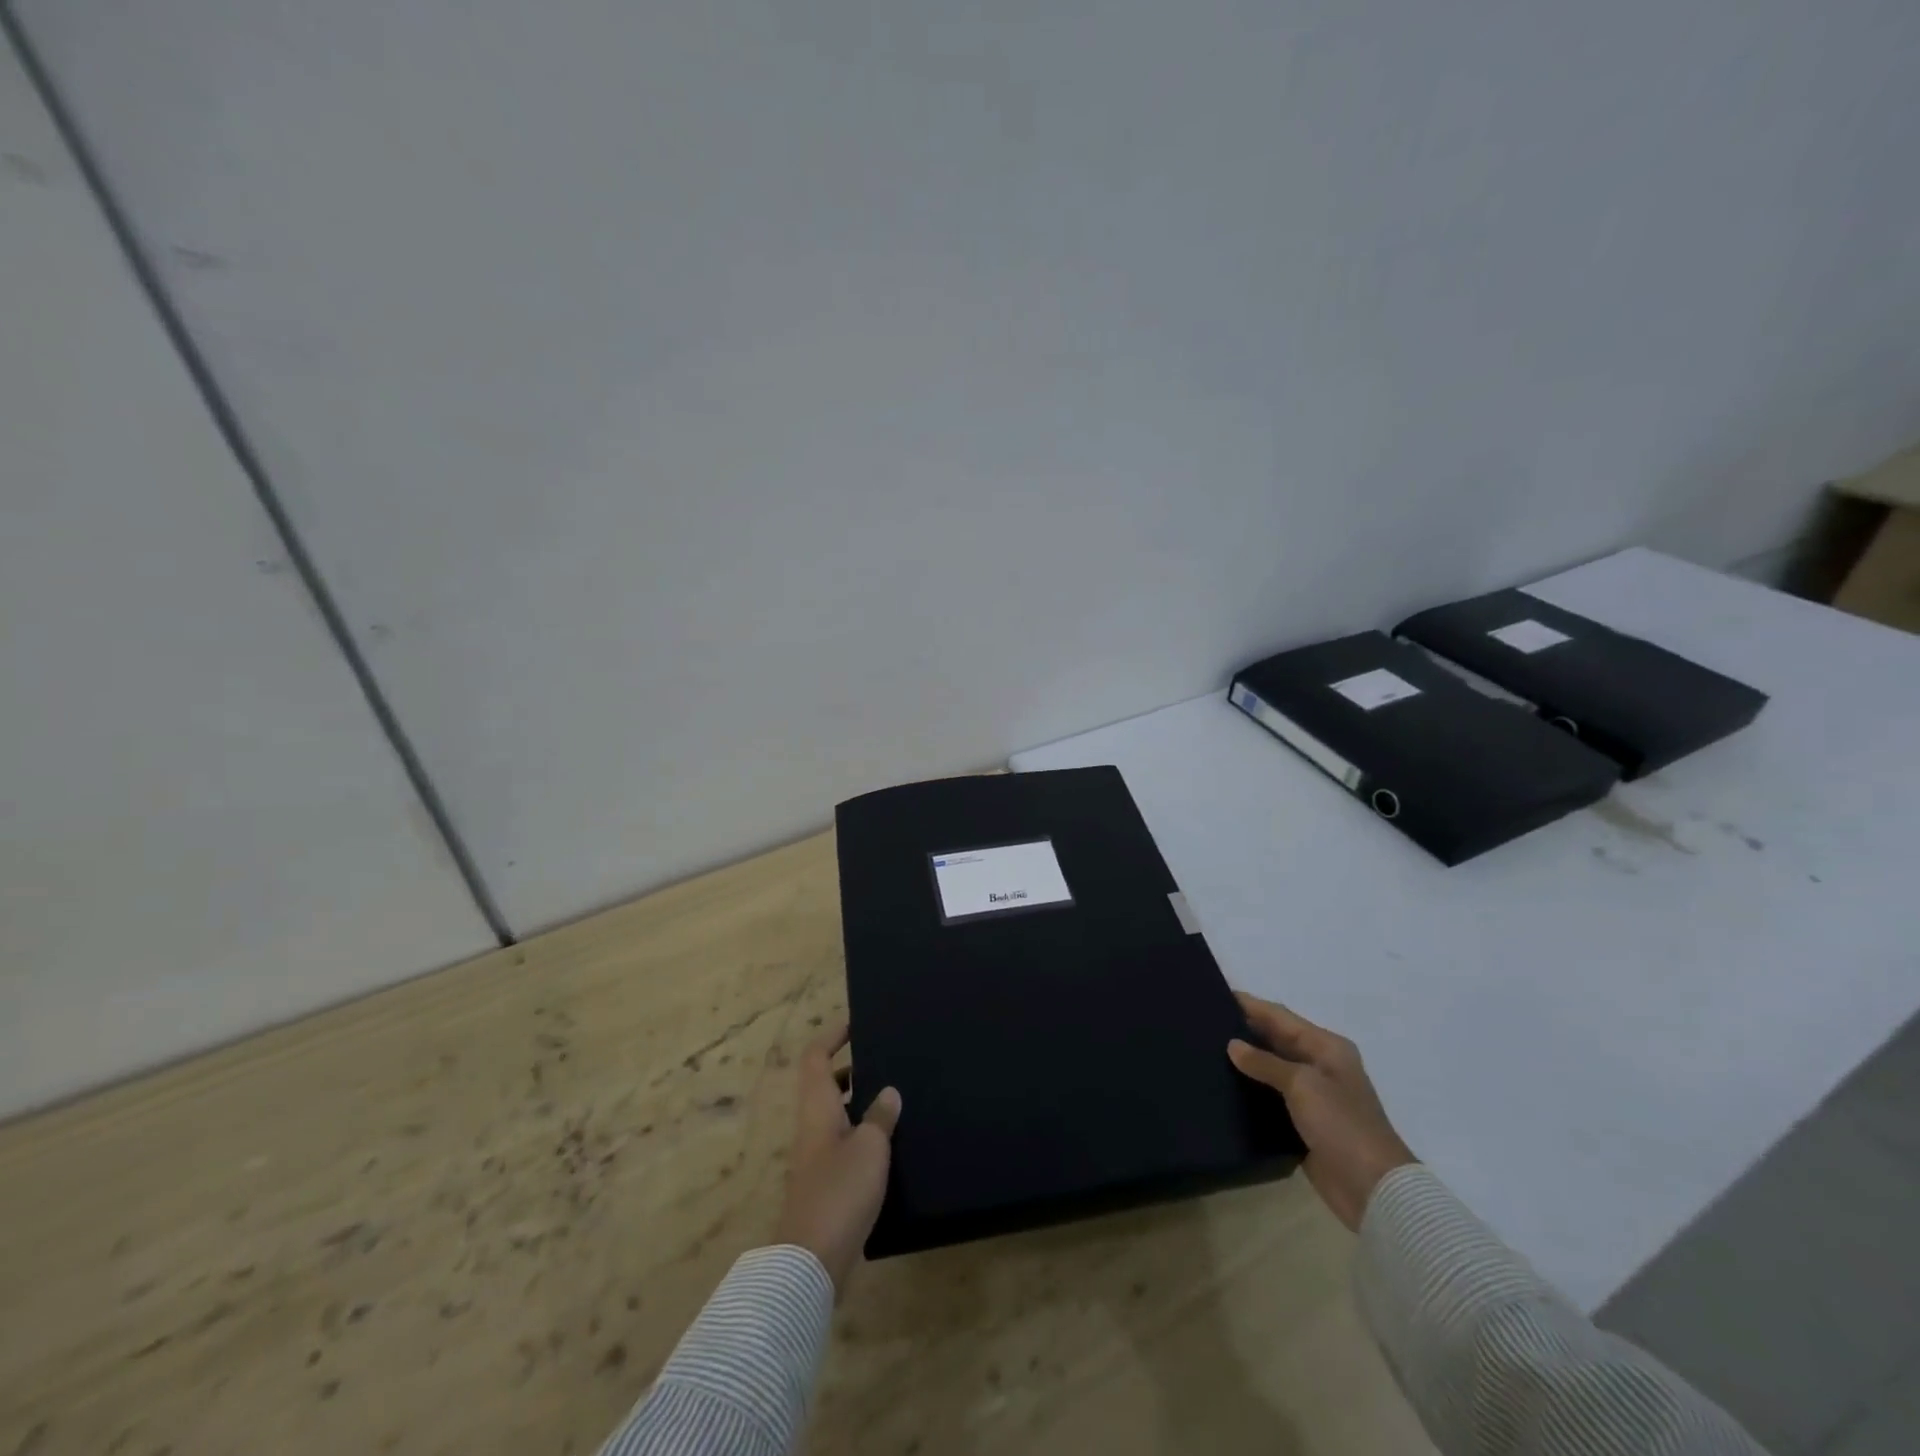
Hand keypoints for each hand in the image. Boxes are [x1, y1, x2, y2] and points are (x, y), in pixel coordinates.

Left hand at [772, 1024, 901, 1294]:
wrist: (812, 1261)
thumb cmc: (839, 1191)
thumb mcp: (870, 1146)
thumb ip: (880, 1115)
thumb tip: (888, 1091)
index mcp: (817, 1108)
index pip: (816, 1057)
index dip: (832, 1036)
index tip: (856, 1024)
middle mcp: (812, 1126)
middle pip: (825, 1085)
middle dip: (853, 1069)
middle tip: (886, 1062)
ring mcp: (817, 1157)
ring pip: (836, 1115)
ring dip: (861, 1103)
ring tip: (896, 1099)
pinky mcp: (826, 1184)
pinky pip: (844, 1143)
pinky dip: (863, 1134)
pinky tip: (891, 1144)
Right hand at [1227, 993, 1415, 1230]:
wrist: (1373, 1189)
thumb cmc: (1342, 1125)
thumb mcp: (1302, 1084)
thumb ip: (1265, 1062)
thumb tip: (1233, 1045)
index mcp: (1327, 1047)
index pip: (1281, 1017)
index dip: (1251, 1005)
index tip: (1216, 994)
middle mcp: (1320, 1065)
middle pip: (1276, 1039)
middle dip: (1245, 1030)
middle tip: (1203, 1022)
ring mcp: (1313, 1095)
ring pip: (1272, 1068)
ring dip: (1246, 1061)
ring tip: (1206, 1050)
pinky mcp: (1303, 1122)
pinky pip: (1271, 1096)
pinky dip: (1251, 1089)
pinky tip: (1224, 1086)